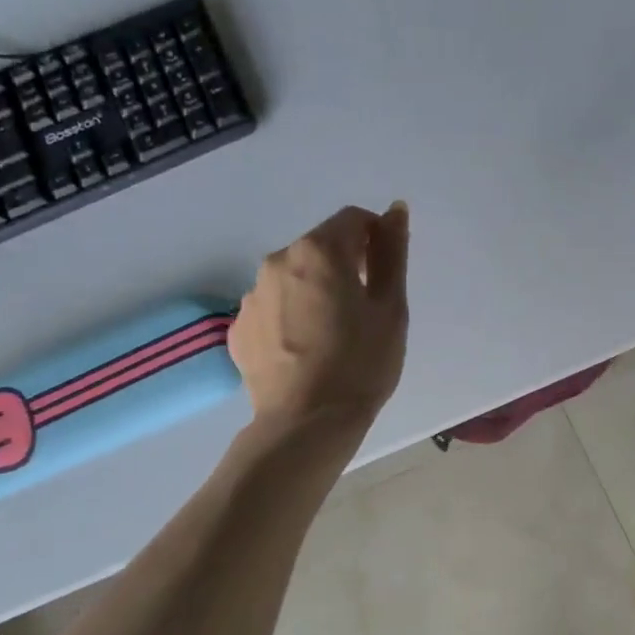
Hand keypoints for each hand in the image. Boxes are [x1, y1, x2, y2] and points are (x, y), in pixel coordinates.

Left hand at [231, 203, 409, 431]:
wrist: (306, 423)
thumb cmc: (361, 364)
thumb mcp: (390, 308)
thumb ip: (392, 254)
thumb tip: (395, 210)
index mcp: (318, 251)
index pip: (353, 220)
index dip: (376, 239)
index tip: (386, 274)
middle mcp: (277, 261)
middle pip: (320, 248)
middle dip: (345, 266)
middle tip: (365, 311)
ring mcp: (252, 296)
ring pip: (294, 278)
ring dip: (316, 291)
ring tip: (334, 336)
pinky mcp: (239, 329)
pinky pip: (274, 309)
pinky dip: (292, 317)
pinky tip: (307, 351)